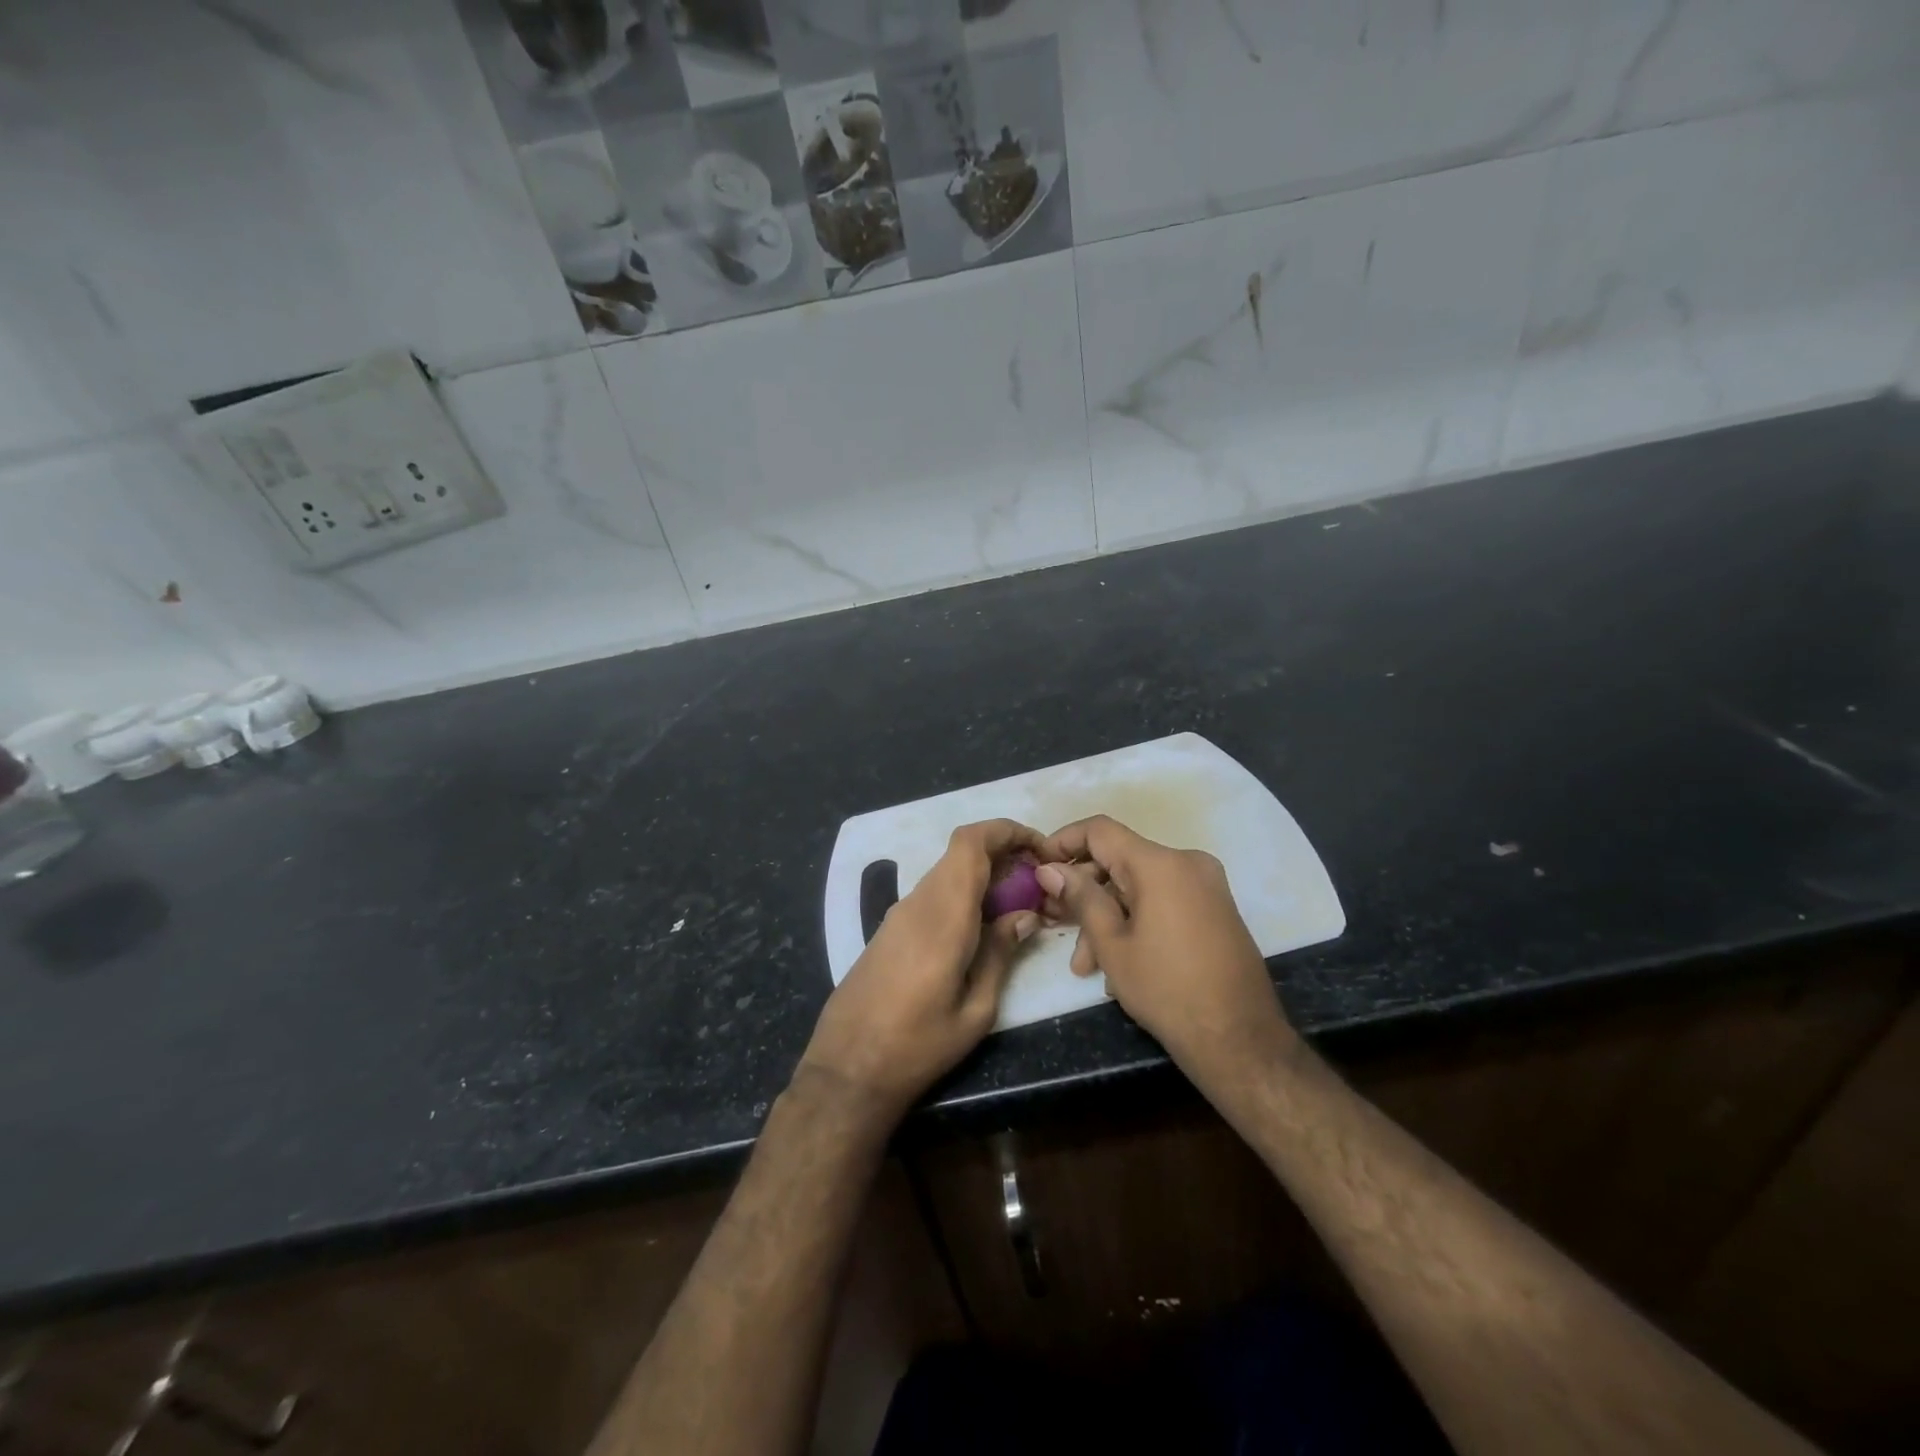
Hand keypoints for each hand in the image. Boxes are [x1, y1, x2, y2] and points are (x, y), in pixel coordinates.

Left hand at [798, 819, 1042, 1127]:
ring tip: (1018, 910)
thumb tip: (1025, 916)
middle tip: (1037, 885)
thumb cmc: (917, 1046)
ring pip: (948, 873)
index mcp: (943, 915)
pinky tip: (981, 930)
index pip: (971, 842)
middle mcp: (918, 902)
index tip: (1039, 848)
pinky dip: (962, 896)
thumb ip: (1001, 954)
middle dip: (1004, 855)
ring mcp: (899, 914)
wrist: (846, 1069)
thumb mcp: (975, 1010)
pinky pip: (933, 895)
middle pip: (962, 853)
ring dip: (984, 877)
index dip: (1007, 831)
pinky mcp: (888, 930)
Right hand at [1035, 815, 1296, 1098]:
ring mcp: (1206, 886)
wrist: (1241, 1040)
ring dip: (1108, 917)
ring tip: (1085, 966)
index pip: (1100, 830)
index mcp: (1161, 864)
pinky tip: (1119, 966)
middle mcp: (1187, 863)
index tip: (1039, 866)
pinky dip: (1137, 921)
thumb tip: (1049, 868)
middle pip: (1120, 861)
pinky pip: (1164, 901)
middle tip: (1055, 924)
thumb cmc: (1168, 990)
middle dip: (1084, 893)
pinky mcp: (1215, 909)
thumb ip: (1080, 898)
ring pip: (1140, 887)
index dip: (1063, 842)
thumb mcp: (1112, 945)